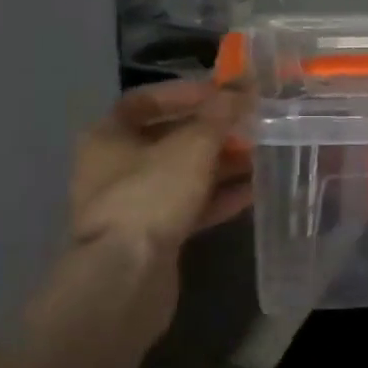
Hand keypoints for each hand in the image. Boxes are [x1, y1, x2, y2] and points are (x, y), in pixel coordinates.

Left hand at [64, 82, 252, 337]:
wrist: (125, 280)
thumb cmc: (151, 195)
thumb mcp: (192, 146)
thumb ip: (219, 115)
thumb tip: (242, 87)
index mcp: (108, 136)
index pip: (146, 100)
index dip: (185, 93)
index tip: (223, 94)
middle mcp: (114, 167)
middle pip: (168, 138)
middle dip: (211, 131)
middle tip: (249, 125)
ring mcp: (132, 205)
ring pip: (182, 175)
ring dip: (219, 165)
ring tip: (260, 155)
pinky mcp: (151, 237)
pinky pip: (188, 206)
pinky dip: (217, 197)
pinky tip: (252, 192)